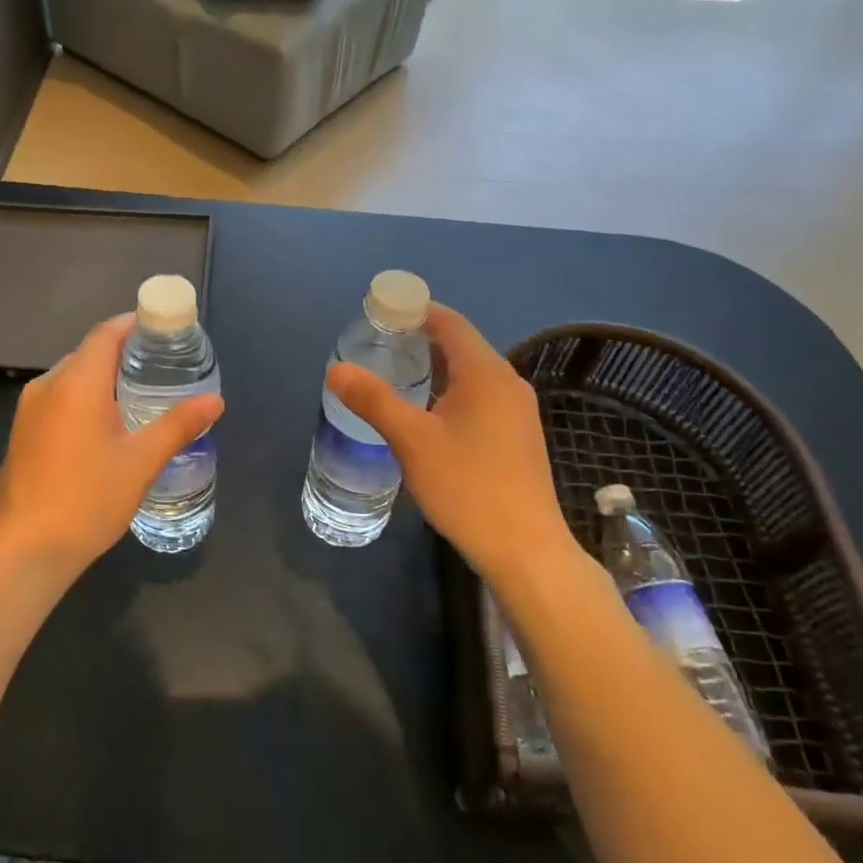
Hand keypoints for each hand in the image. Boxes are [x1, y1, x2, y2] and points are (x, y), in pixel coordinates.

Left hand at [0, 313, 223, 583]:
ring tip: (141, 394)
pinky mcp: (22, 433)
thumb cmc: (86, 500)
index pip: (106, 333)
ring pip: (73, 377)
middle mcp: (47, 386)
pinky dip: (86, 398)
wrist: (22, 553)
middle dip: (125, 353)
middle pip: (90, 352)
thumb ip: (178, 425)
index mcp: (76, 382)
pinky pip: (59, 399)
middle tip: (163, 366)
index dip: (135, 325)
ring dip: (104, 378)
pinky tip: (108, 425)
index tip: (165, 331)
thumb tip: (215, 401)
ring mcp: (29, 411)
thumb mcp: (141, 462)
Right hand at [326, 303, 581, 586]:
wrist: (526, 552)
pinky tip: (427, 413)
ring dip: (435, 367)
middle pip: (461, 344)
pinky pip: (480, 396)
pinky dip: (450, 390)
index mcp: (486, 373)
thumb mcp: (412, 441)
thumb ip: (373, 400)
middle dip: (420, 339)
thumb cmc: (468, 487)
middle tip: (378, 345)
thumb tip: (336, 369)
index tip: (380, 313)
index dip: (415, 310)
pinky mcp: (517, 436)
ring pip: (471, 373)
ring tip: (395, 375)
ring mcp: (517, 411)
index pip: (449, 322)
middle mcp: (507, 383)